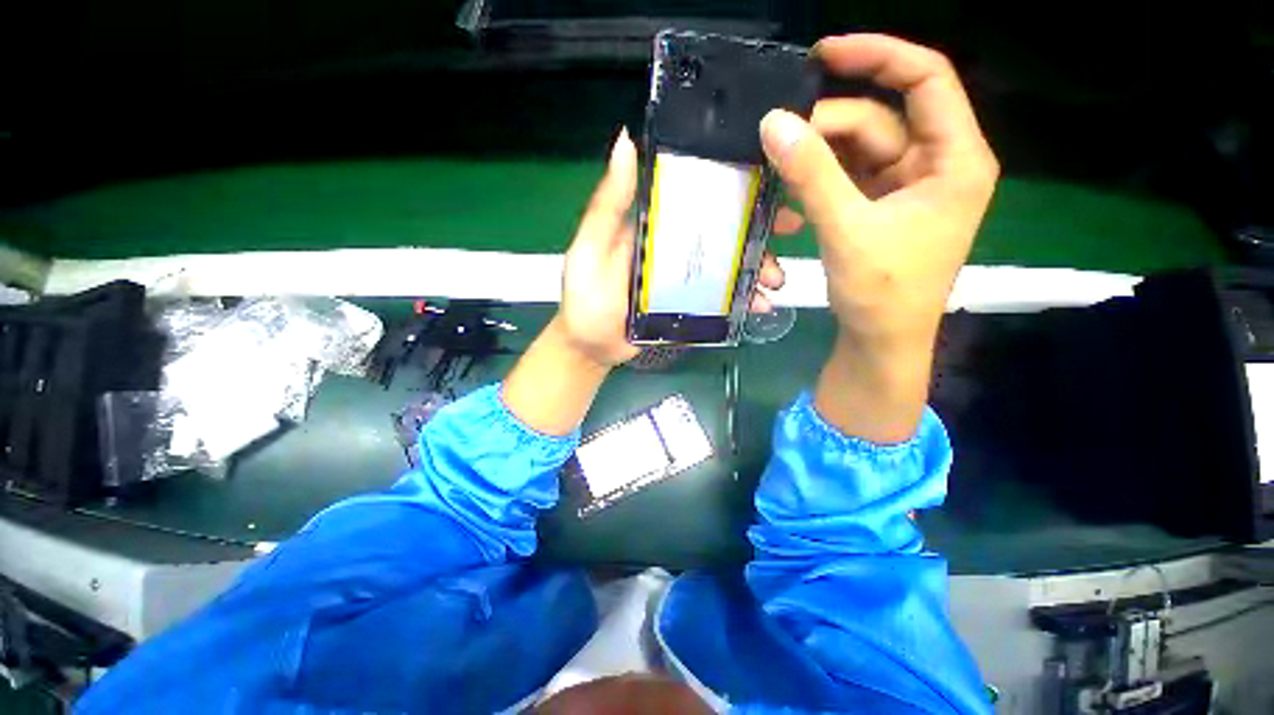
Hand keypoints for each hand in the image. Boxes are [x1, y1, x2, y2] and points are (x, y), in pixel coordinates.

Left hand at [504, 128, 787, 434]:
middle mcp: (674, 247)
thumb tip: (627, 141)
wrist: (590, 348)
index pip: (697, 195)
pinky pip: (723, 298)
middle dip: (758, 229)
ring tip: (774, 282)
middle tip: (790, 232)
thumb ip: (608, 205)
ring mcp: (685, 278)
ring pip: (729, 265)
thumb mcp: (589, 248)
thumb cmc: (585, 297)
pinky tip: (759, 306)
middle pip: (722, 231)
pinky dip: (743, 300)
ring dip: (756, 268)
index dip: (734, 184)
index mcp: (654, 224)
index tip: (771, 181)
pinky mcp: (691, 306)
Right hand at [759, 35, 998, 441]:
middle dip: (827, 125)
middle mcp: (934, 165)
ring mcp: (903, 190)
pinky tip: (789, 207)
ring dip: (814, 162)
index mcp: (954, 159)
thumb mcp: (847, 230)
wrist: (880, 343)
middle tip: (778, 138)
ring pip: (856, 152)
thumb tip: (773, 123)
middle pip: (878, 120)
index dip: (877, 56)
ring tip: (776, 174)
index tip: (823, 54)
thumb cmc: (881, 293)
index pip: (925, 79)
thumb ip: (811, 175)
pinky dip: (815, 188)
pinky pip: (844, 182)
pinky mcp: (877, 211)